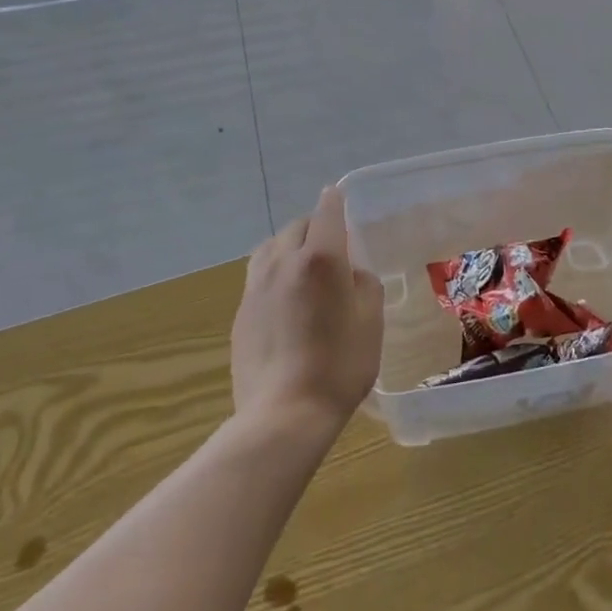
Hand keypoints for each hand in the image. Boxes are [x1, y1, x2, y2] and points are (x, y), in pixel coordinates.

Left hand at [232, 185, 383, 431]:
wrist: (283, 413)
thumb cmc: (339, 366)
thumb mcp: (370, 322)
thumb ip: (364, 285)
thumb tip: (350, 272)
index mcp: (320, 258)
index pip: (326, 213)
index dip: (334, 201)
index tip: (337, 196)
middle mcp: (283, 262)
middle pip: (296, 226)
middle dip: (314, 226)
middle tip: (331, 245)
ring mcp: (256, 286)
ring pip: (271, 247)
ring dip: (288, 246)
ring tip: (302, 265)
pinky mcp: (241, 312)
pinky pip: (258, 275)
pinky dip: (274, 272)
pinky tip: (284, 298)